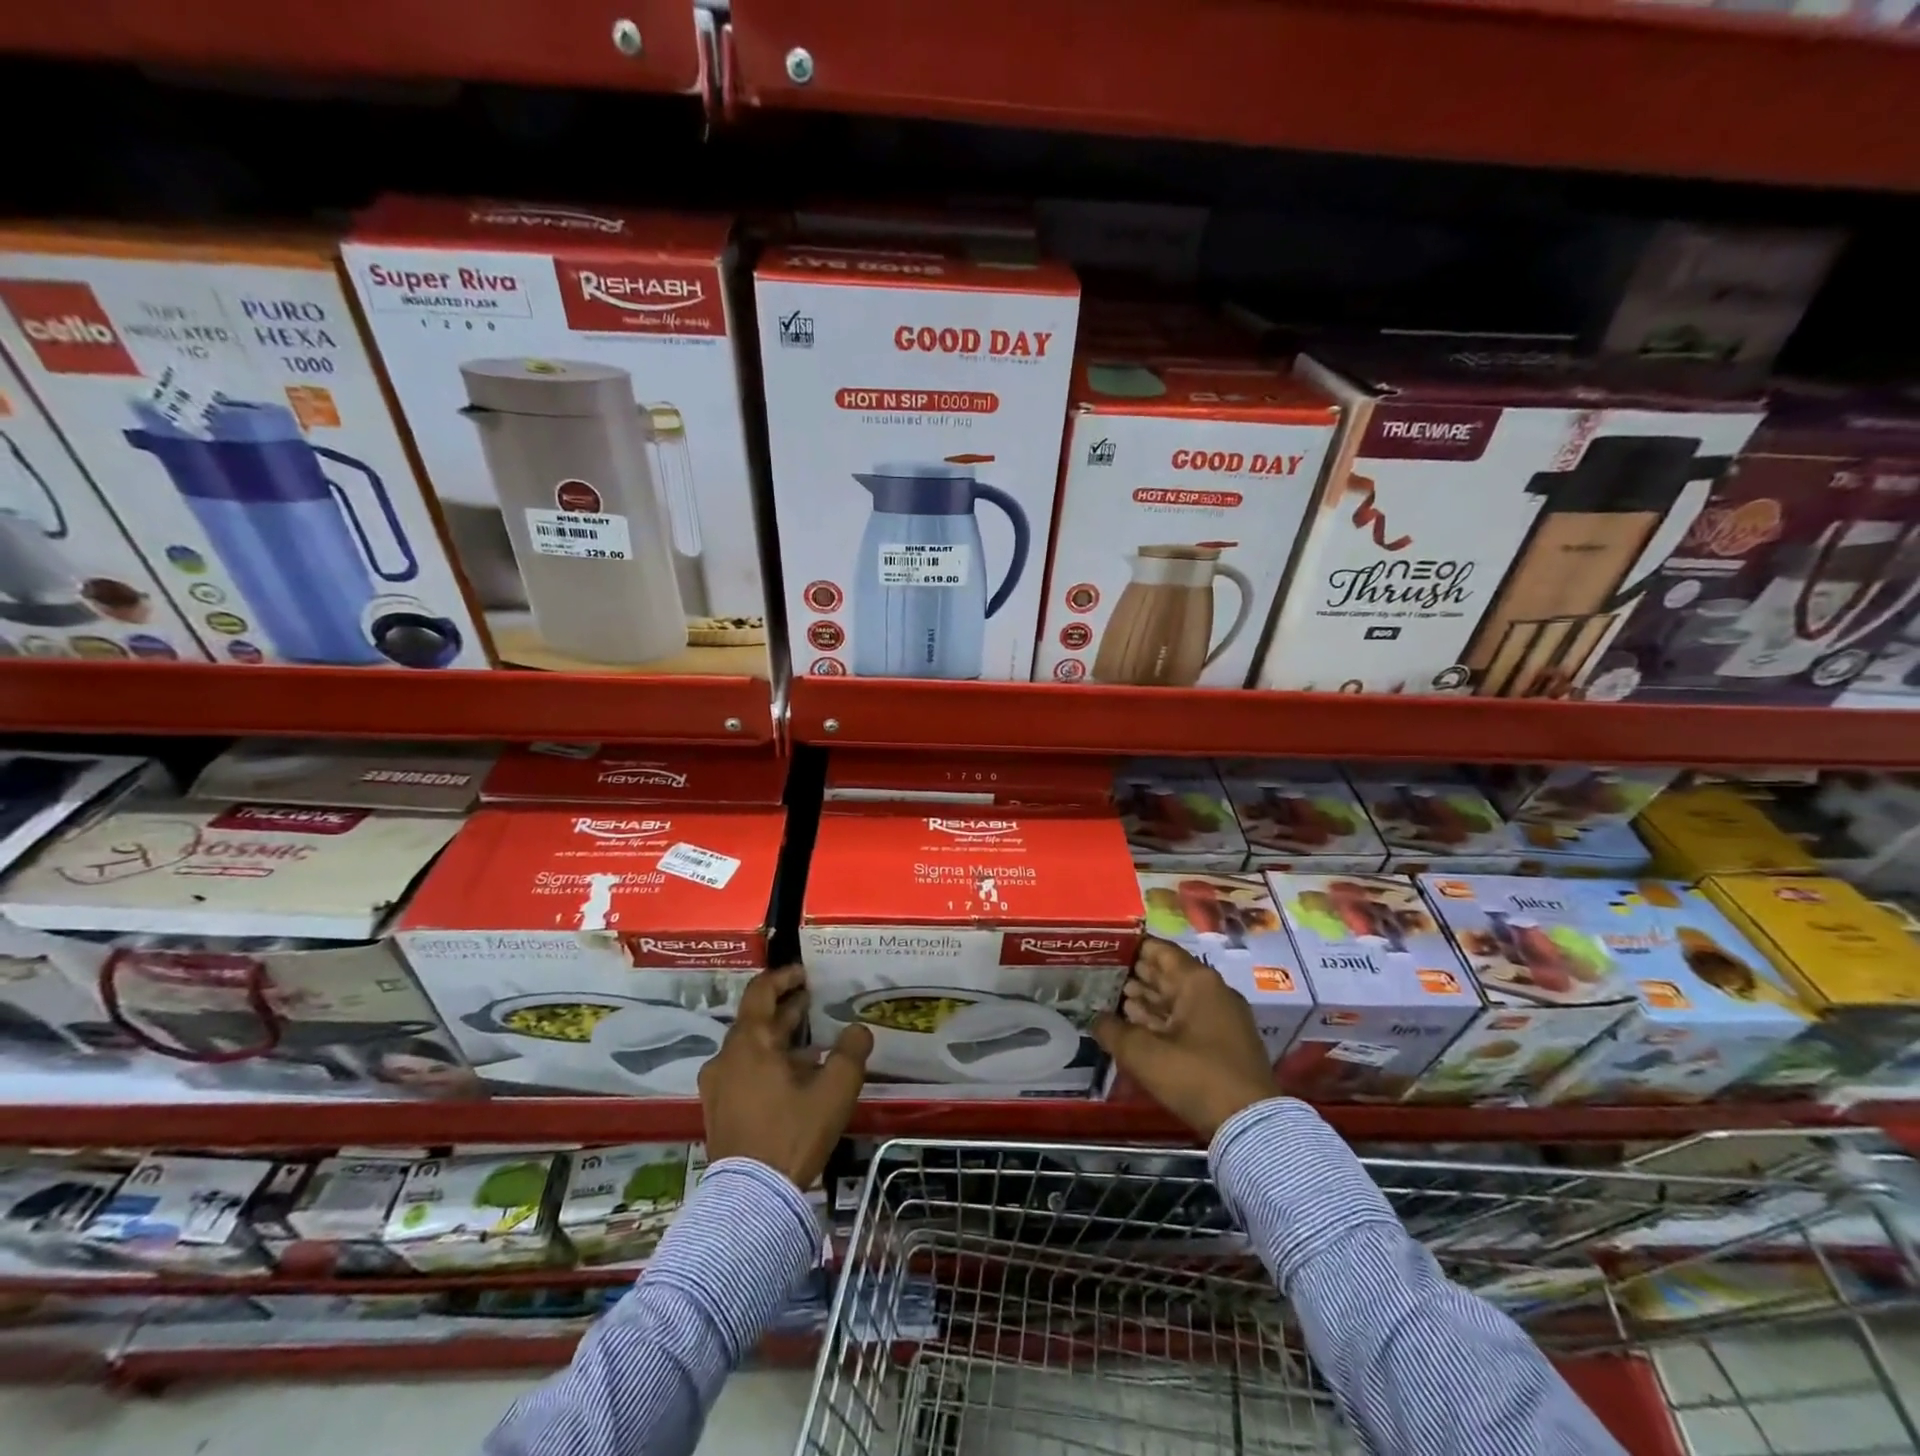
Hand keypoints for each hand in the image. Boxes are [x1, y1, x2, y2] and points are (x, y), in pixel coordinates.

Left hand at [699, 965, 872, 1188]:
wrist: (751, 1200)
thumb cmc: (792, 1133)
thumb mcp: (834, 1090)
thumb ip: (850, 1053)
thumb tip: (858, 1030)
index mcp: (749, 1043)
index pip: (760, 992)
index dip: (784, 977)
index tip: (806, 974)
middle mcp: (726, 1058)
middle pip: (756, 1020)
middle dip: (786, 1010)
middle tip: (814, 1003)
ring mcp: (718, 1087)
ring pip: (751, 1049)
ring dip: (779, 1041)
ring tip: (812, 1045)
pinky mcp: (719, 1112)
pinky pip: (744, 1073)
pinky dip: (768, 1065)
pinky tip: (795, 1080)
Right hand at [1094, 938, 1276, 1139]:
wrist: (1250, 1126)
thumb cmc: (1195, 1076)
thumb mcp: (1143, 1053)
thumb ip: (1113, 1030)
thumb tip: (1096, 1019)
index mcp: (1198, 981)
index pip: (1159, 950)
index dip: (1131, 947)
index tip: (1104, 948)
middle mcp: (1212, 991)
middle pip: (1168, 974)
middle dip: (1135, 975)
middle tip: (1101, 975)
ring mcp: (1221, 1018)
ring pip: (1176, 999)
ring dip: (1147, 999)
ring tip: (1112, 999)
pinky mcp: (1223, 1043)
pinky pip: (1186, 1020)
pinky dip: (1162, 1020)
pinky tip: (1137, 1026)